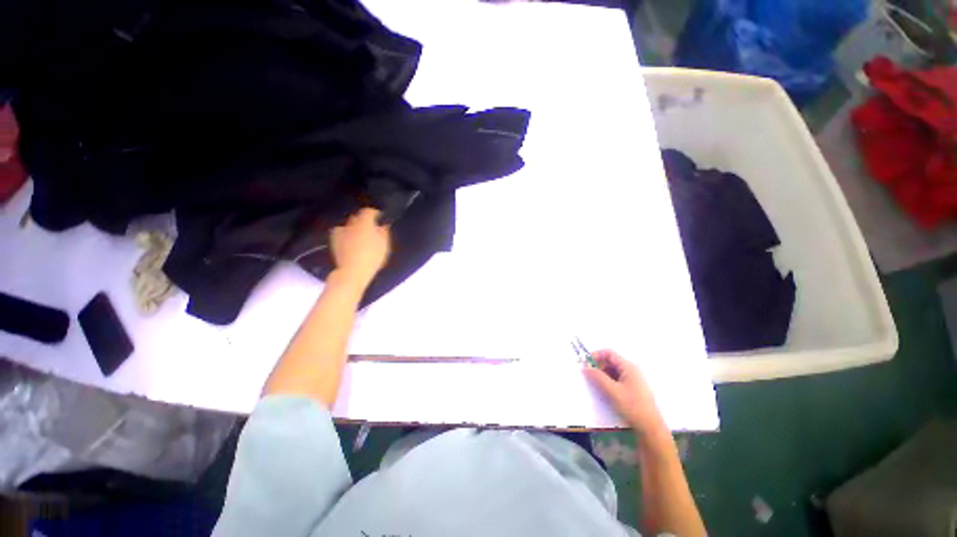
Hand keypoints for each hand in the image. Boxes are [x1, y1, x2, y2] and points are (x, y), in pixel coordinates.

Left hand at [329, 208, 390, 287]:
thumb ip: (384, 232)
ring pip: (348, 225)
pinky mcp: (334, 241)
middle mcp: (351, 224)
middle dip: (364, 219)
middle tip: (372, 227)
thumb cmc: (372, 256)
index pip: (369, 211)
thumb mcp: (384, 244)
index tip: (381, 217)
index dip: (375, 213)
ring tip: (360, 234)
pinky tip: (349, 240)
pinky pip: (340, 233)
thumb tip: (382, 225)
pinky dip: (346, 234)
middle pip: (357, 217)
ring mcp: (341, 232)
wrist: (353, 271)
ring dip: (354, 227)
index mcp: (364, 222)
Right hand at [584, 349, 667, 436]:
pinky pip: (618, 379)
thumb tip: (585, 367)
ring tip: (595, 384)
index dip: (596, 355)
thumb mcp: (612, 391)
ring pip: (614, 371)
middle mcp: (632, 370)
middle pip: (611, 361)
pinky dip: (609, 381)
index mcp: (628, 367)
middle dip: (599, 366)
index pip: (609, 353)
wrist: (651, 428)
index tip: (586, 363)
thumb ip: (598, 377)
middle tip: (589, 375)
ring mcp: (634, 380)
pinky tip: (605, 390)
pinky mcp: (633, 389)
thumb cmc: (632, 406)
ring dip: (603, 374)